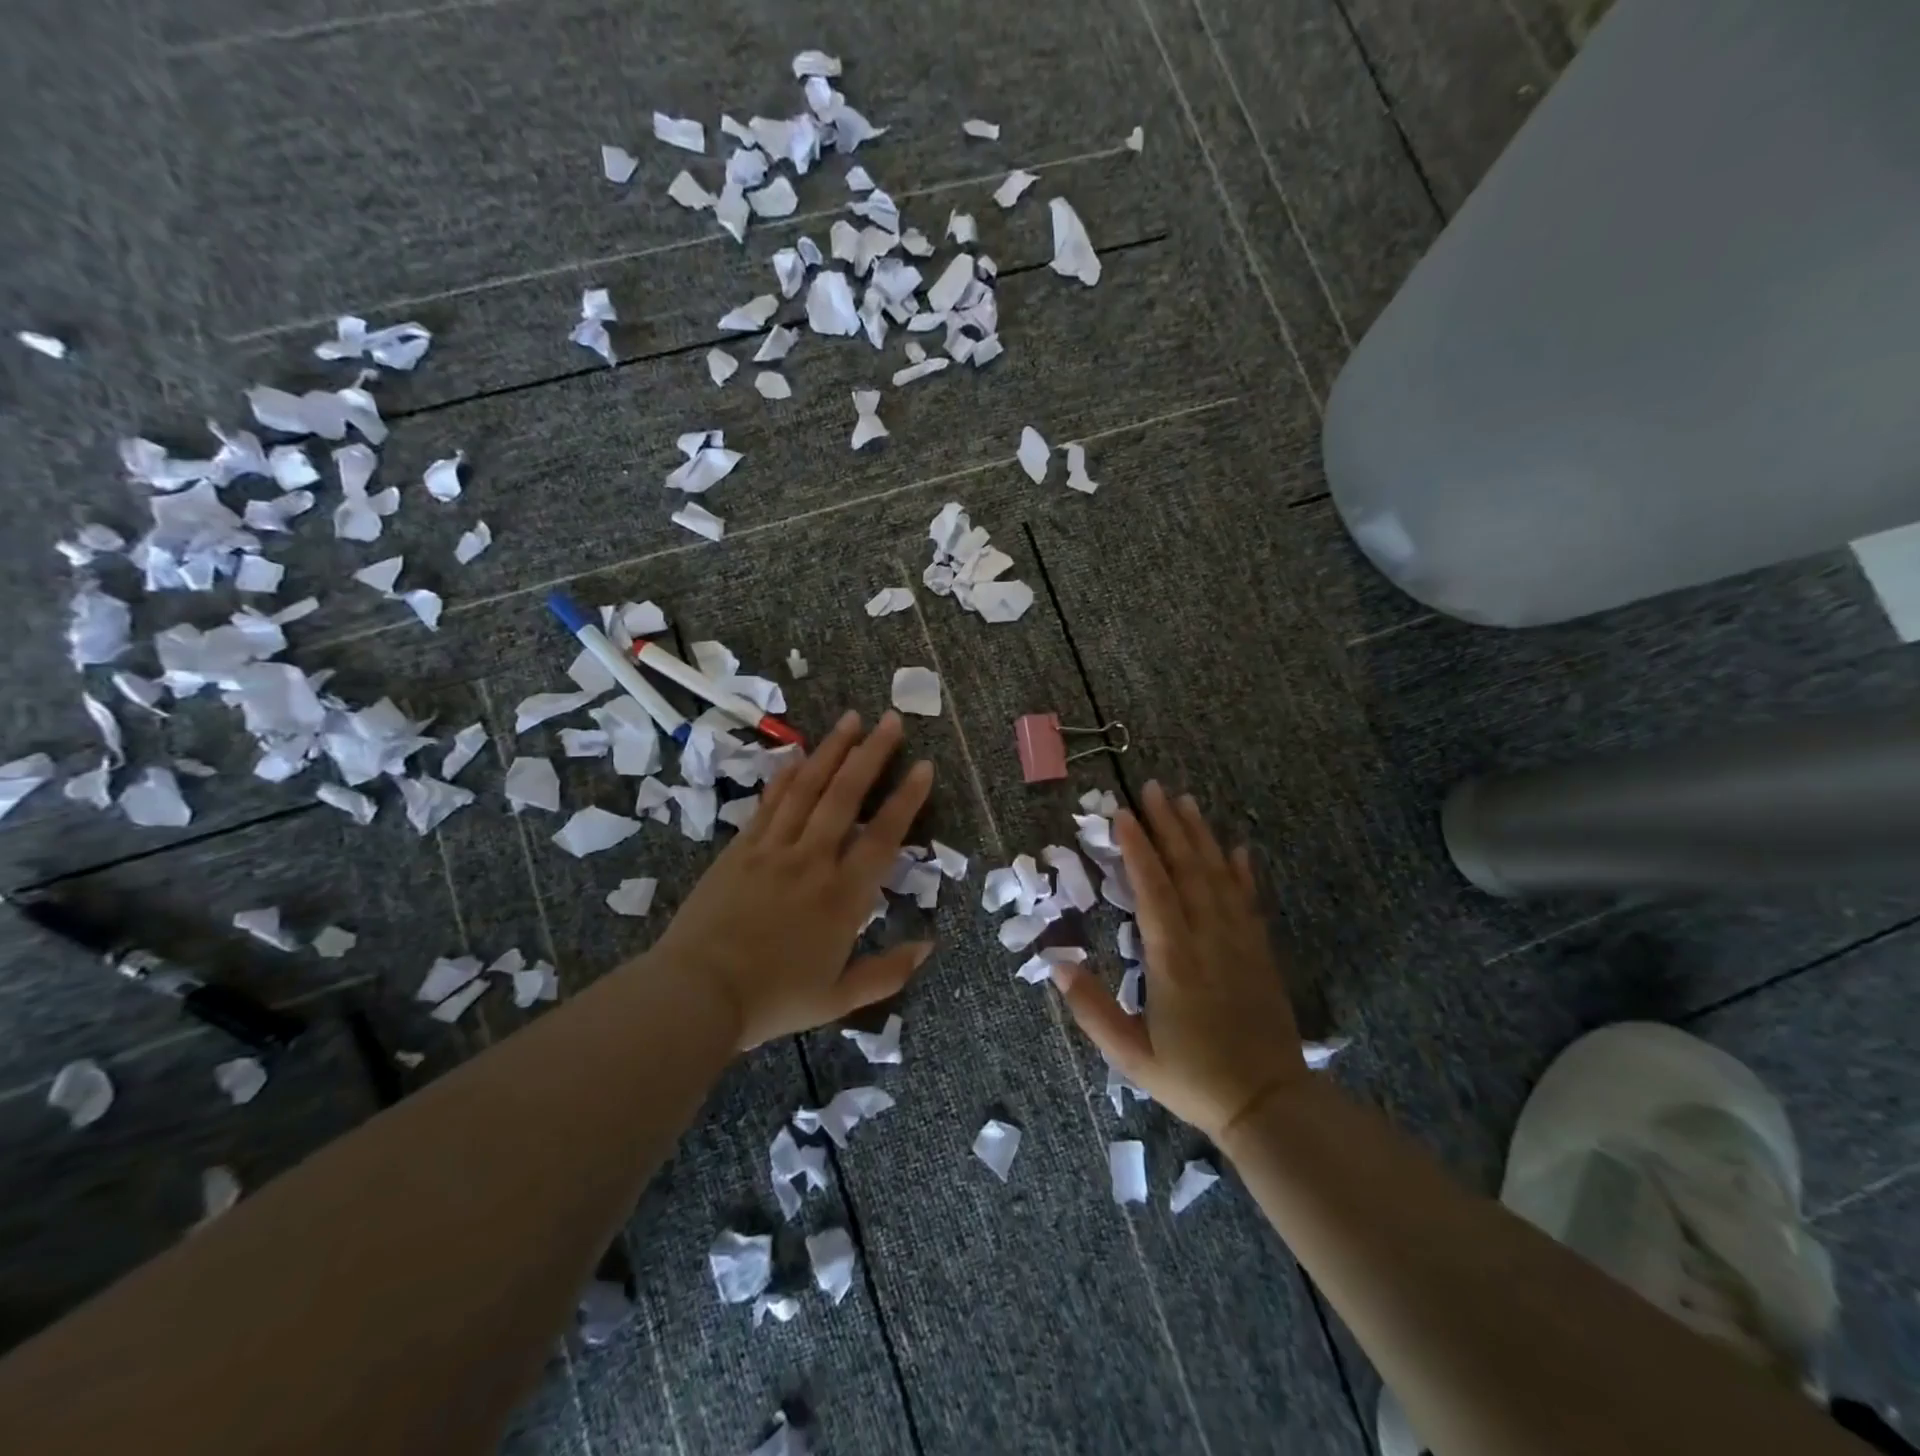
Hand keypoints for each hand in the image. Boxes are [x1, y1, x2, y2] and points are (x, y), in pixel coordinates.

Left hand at [644, 711, 935, 1048]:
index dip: (906, 799)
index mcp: (842, 898)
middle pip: (845, 796)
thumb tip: (929, 946)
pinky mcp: (741, 849)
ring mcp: (773, 849)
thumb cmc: (772, 1000)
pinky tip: (800, 752)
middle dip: (872, 754)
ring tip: (851, 719)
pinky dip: (787, 774)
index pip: (882, 836)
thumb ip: (886, 972)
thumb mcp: (838, 999)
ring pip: (808, 789)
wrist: (696, 994)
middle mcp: (812, 861)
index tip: (923, 766)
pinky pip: (769, 803)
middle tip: (890, 720)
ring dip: (832, 751)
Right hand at [1052, 781, 1307, 1139]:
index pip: (1153, 890)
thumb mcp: (1130, 1055)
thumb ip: (1091, 1008)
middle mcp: (1208, 939)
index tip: (1122, 815)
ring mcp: (1239, 942)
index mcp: (1173, 960)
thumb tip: (1056, 962)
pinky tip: (1236, 847)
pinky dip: (1241, 870)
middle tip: (1153, 788)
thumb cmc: (1192, 1079)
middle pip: (1187, 869)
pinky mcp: (1260, 952)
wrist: (1269, 1103)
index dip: (1137, 849)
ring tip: (1186, 801)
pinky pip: (1249, 900)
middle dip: (1168, 826)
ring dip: (1201, 836)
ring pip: (1219, 876)